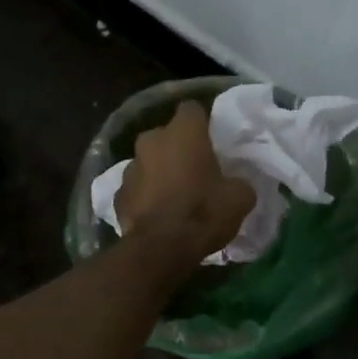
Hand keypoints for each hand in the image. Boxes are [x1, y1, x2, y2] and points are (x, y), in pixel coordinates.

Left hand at [115, 100, 256, 263]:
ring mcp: (130, 166)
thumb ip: (239, 182)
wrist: (160, 249)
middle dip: (178, 148)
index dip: (203, 124)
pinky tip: (156, 214)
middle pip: (167, 136)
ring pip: (148, 161)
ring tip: (173, 195)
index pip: (192, 109)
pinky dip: (145, 196)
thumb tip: (237, 184)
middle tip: (194, 170)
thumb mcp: (240, 198)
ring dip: (159, 172)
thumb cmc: (203, 212)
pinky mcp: (117, 194)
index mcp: (183, 132)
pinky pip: (136, 188)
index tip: (212, 141)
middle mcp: (151, 140)